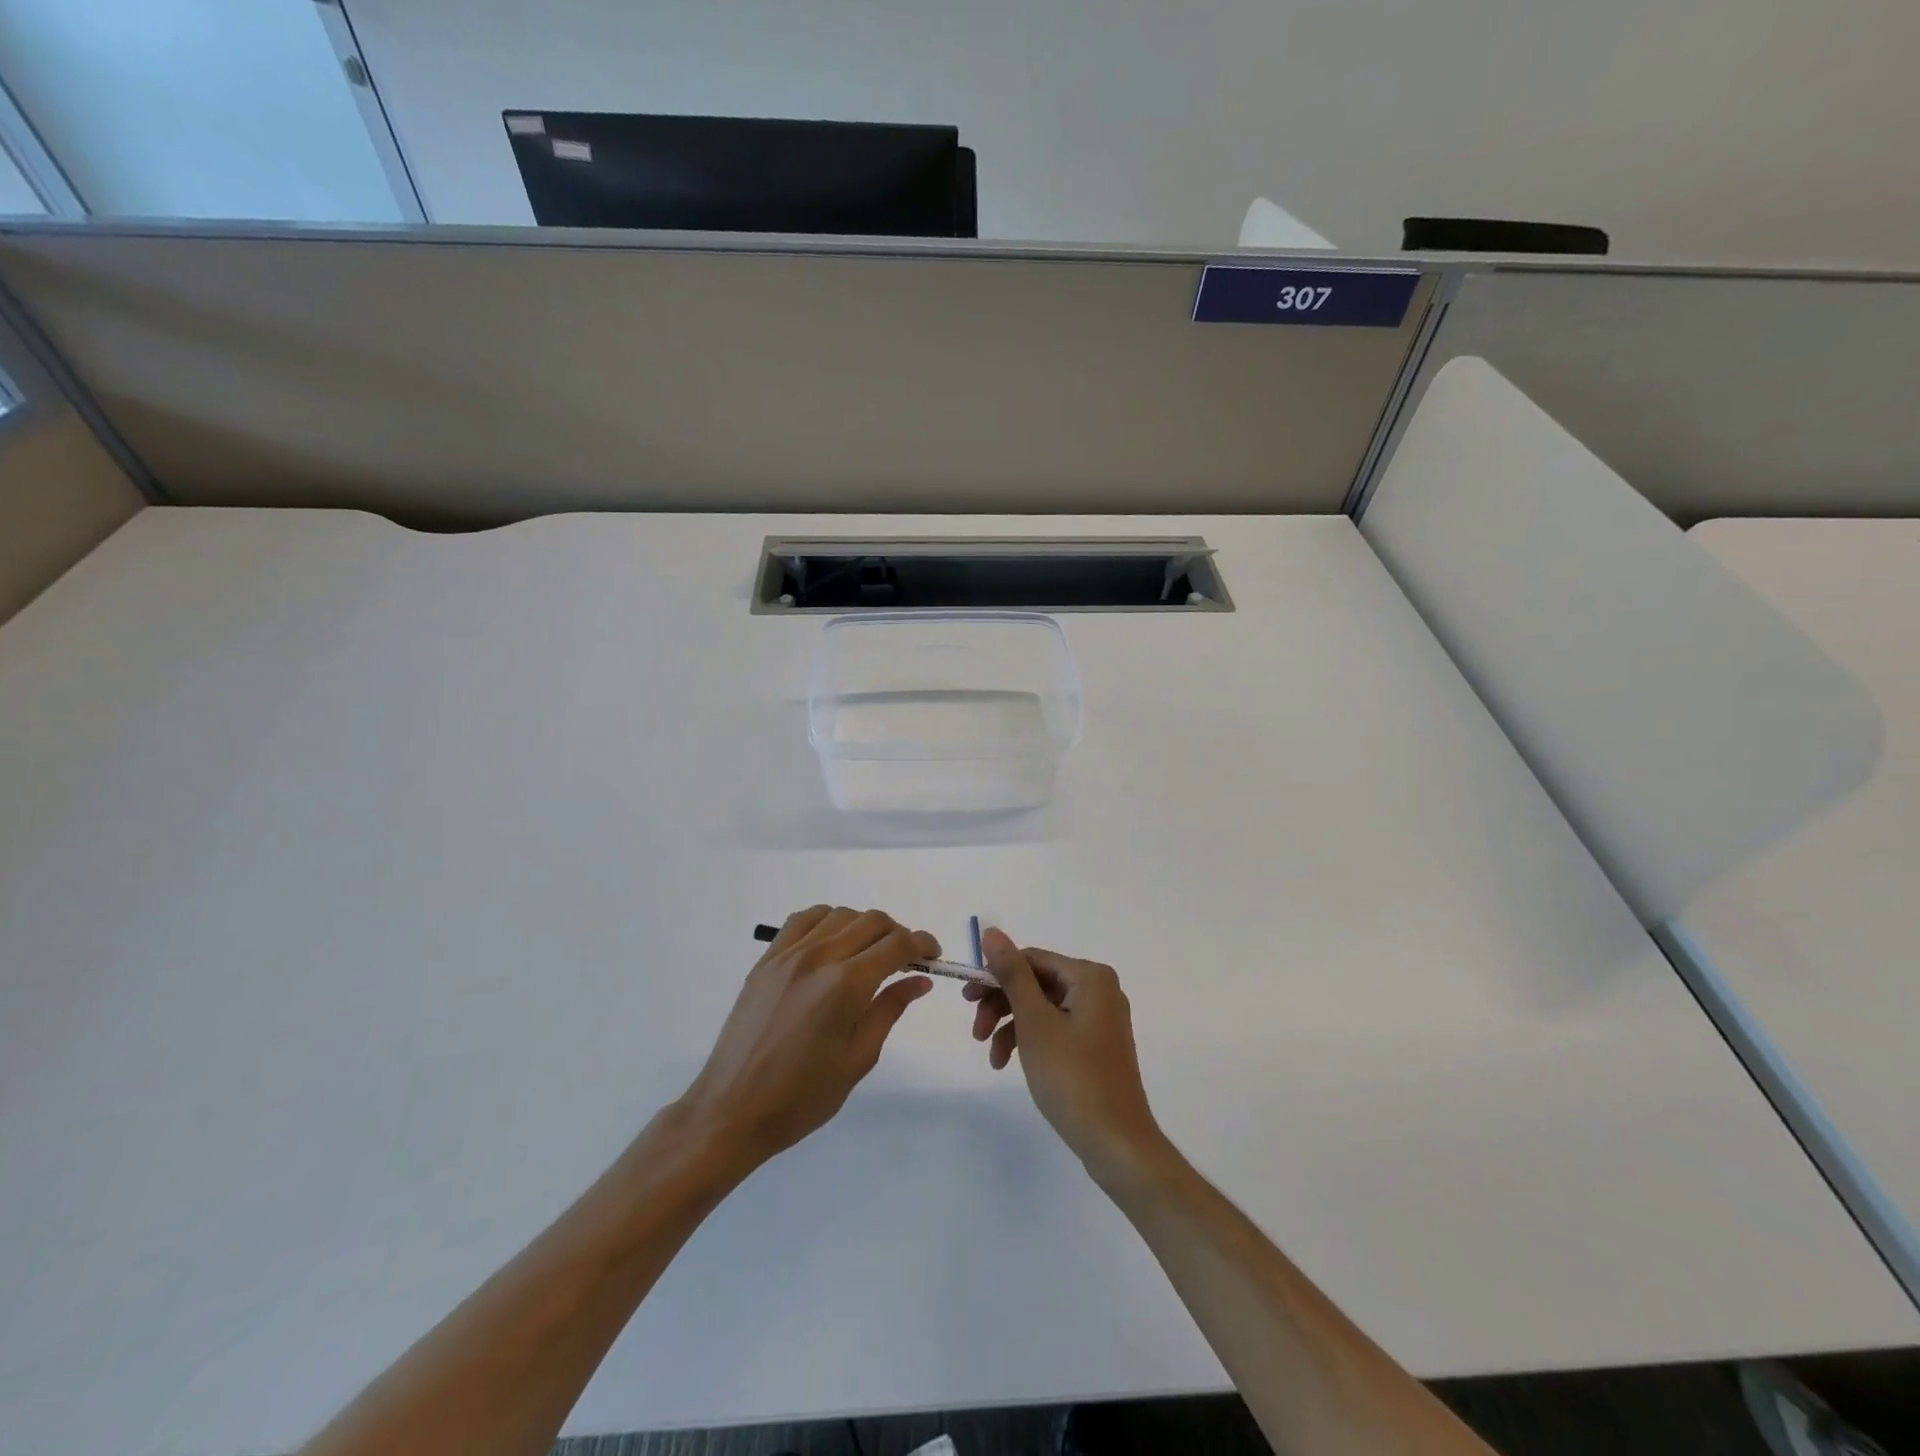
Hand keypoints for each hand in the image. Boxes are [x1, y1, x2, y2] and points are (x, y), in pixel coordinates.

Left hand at [676, 906, 936, 1170]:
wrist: (732, 1110)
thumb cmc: (802, 1097)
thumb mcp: (858, 1059)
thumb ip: (889, 1010)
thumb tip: (920, 981)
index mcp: (845, 985)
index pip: (896, 945)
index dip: (922, 944)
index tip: (933, 955)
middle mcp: (818, 958)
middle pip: (871, 921)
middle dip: (897, 934)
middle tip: (907, 960)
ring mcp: (788, 954)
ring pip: (839, 914)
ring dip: (864, 926)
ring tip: (870, 953)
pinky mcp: (767, 959)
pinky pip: (803, 920)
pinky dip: (827, 920)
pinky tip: (834, 942)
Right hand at [964, 927, 1167, 1185]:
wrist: (1116, 1143)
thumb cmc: (1072, 1076)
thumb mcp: (1034, 1022)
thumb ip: (1012, 974)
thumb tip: (992, 931)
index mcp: (1090, 976)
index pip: (1031, 959)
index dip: (995, 975)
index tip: (966, 999)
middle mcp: (1099, 989)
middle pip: (1036, 984)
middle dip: (1002, 1005)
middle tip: (975, 1031)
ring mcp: (1100, 1019)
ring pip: (1043, 1008)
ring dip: (1012, 1027)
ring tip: (992, 1057)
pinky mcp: (1096, 1046)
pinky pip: (1056, 1029)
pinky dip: (1030, 1041)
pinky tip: (1010, 1064)